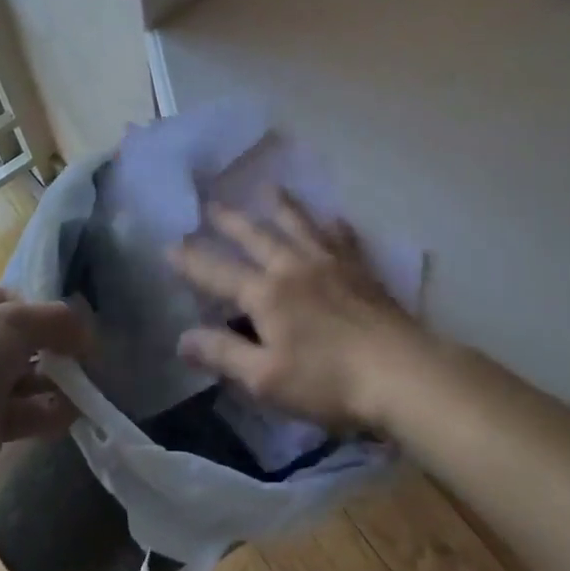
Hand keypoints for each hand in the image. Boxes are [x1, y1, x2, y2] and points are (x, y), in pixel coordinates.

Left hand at [0, 285, 90, 481]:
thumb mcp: (14, 322)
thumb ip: (57, 320)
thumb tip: (87, 333)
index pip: (15, 300)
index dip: (47, 311)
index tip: (76, 327)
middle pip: (25, 341)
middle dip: (57, 351)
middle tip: (87, 361)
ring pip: (26, 378)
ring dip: (56, 383)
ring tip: (84, 390)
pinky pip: (22, 413)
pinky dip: (46, 412)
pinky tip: (69, 414)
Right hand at [169, 195, 429, 431]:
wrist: (399, 371)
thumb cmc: (328, 382)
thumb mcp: (266, 379)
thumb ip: (223, 354)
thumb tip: (182, 338)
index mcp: (266, 294)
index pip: (219, 273)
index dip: (192, 261)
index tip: (170, 244)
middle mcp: (294, 267)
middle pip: (257, 236)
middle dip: (231, 221)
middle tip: (213, 203)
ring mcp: (331, 263)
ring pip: (300, 225)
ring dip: (282, 206)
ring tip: (270, 188)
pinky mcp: (361, 270)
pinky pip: (343, 238)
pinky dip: (334, 225)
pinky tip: (334, 218)